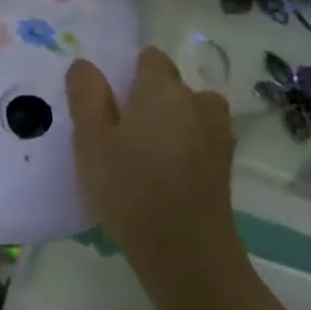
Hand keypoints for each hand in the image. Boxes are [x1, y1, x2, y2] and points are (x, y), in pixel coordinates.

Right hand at [66, 48, 239, 283]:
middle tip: (122, 132)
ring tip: (150, 153)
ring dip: (176, 123)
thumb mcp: (91, 141)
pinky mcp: (225, 166)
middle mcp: (196, 101)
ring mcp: (217, 134)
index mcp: (162, 89)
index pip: (151, 58)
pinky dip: (189, 149)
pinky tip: (169, 175)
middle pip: (173, 86)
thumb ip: (86, 96)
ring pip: (193, 113)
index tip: (112, 98)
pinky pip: (203, 142)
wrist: (186, 251)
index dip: (132, 72)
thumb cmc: (130, 188)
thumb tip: (85, 64)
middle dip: (152, 99)